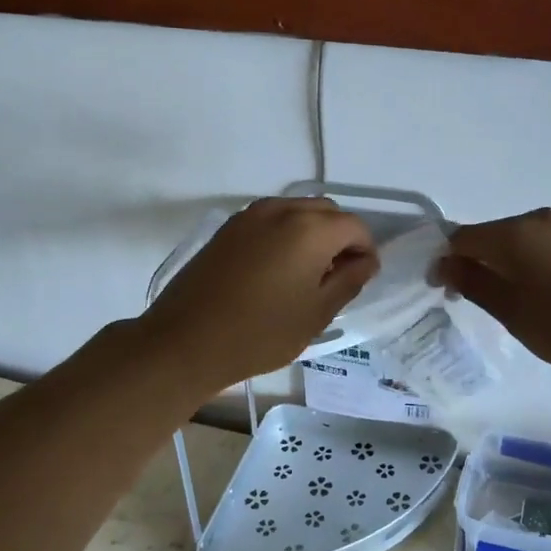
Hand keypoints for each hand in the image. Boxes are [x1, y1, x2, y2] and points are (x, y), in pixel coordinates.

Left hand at [140, 197, 377, 390]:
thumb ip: (349, 281)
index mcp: (311, 229)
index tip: (360, 280)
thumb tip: (365, 261)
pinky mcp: (228, 227)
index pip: (355, 227)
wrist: (185, 341)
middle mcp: (283, 209)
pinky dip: (285, 234)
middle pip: (327, 212)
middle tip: (336, 278)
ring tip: (306, 274)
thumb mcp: (317, 314)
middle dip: (340, 238)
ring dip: (312, 233)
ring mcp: (251, 214)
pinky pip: (271, 219)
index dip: (365, 251)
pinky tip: (277, 269)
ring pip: (298, 211)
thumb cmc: (260, 333)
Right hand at [438, 208, 550, 374]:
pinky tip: (543, 294)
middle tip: (473, 301)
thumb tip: (445, 265)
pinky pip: (543, 245)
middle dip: (474, 264)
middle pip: (490, 236)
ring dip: (504, 265)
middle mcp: (537, 219)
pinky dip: (530, 264)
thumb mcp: (513, 311)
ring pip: (518, 241)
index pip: (462, 238)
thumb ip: (474, 284)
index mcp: (513, 233)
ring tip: (511, 302)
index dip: (445, 263)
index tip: (442, 293)